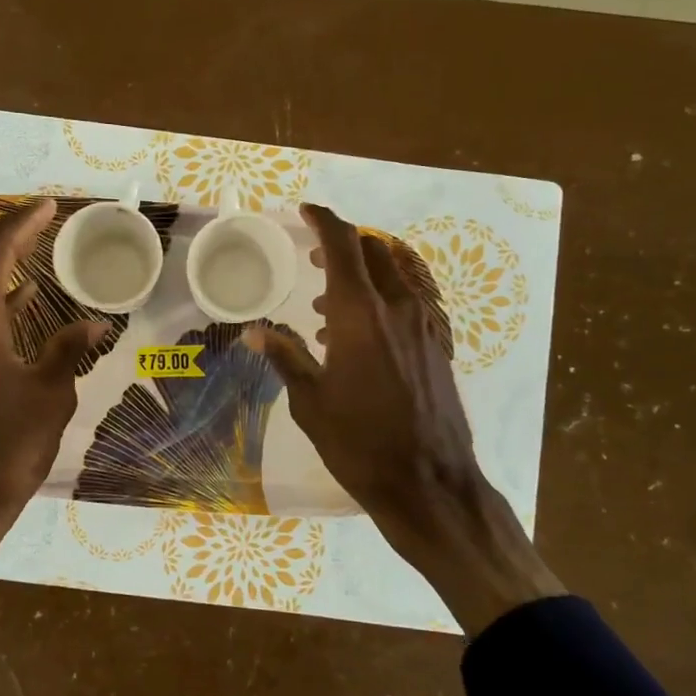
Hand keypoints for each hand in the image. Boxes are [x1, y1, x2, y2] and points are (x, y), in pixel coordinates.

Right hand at [247, 203, 562, 635]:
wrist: (428, 482)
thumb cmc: (360, 443)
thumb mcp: (311, 402)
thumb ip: (286, 357)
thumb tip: (255, 332)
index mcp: (361, 315)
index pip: (344, 246)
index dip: (324, 221)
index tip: (305, 212)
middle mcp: (399, 308)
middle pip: (375, 252)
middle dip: (343, 245)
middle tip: (313, 259)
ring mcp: (426, 325)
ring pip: (399, 273)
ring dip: (366, 271)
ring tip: (330, 303)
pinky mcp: (439, 345)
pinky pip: (414, 299)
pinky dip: (388, 295)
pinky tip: (365, 330)